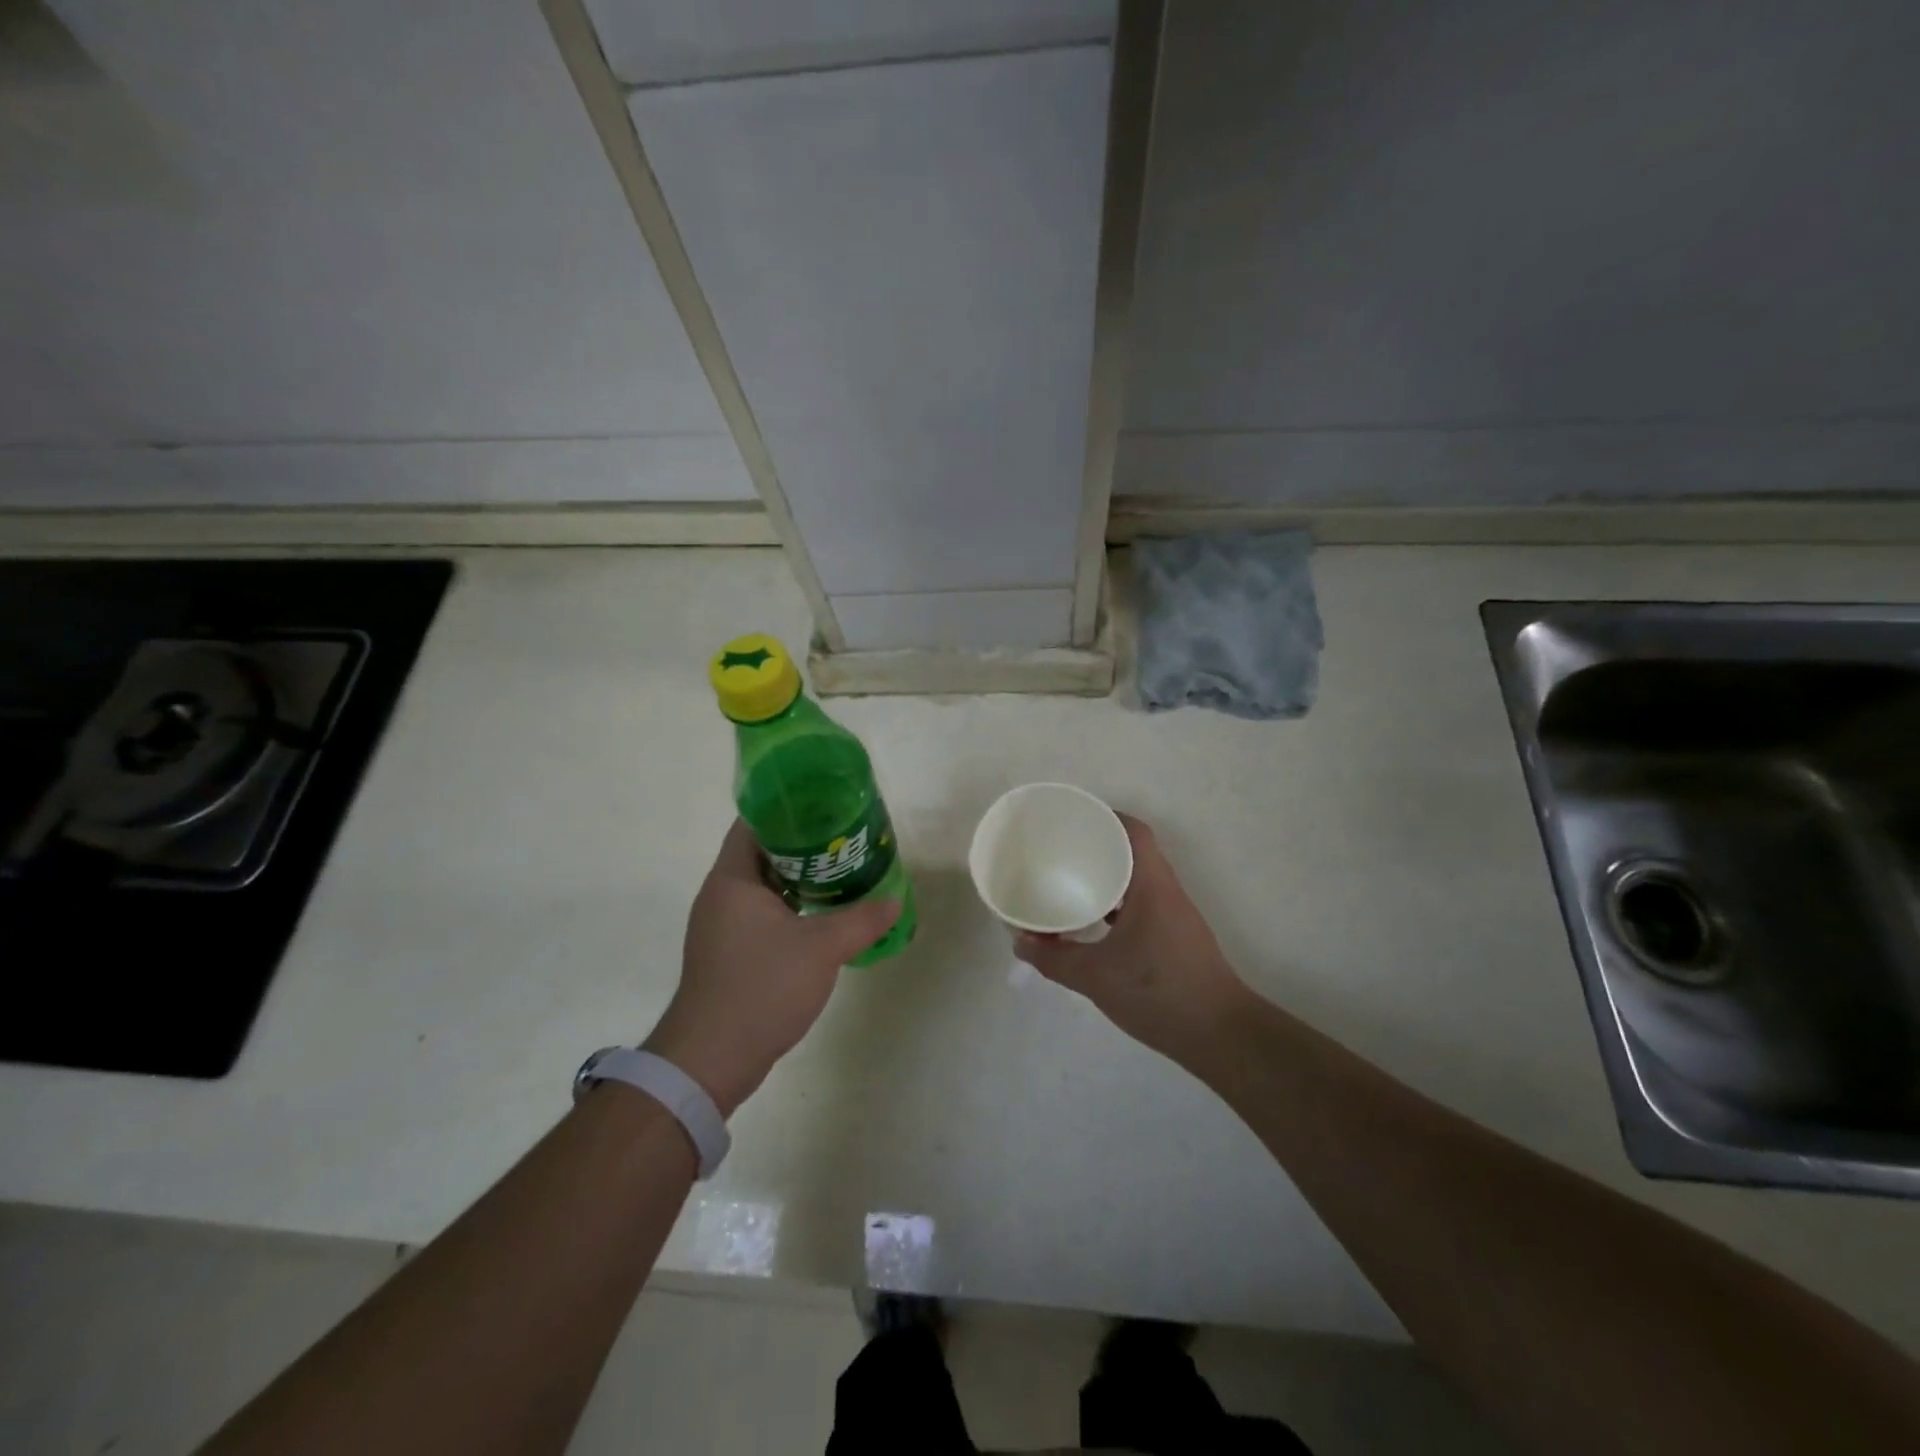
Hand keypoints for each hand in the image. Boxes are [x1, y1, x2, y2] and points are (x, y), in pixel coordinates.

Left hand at [643, 820, 899, 1115]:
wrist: (712, 1058)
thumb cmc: (762, 987)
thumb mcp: (821, 949)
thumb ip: (861, 920)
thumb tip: (895, 901)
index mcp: (733, 879)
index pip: (754, 823)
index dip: (788, 809)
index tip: (825, 805)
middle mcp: (722, 895)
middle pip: (762, 852)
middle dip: (803, 844)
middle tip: (845, 839)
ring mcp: (722, 927)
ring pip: (764, 886)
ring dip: (799, 879)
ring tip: (842, 872)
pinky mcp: (729, 954)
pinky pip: (762, 915)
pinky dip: (790, 907)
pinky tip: (822, 915)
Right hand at [1014, 814, 1245, 1060]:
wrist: (1220, 1036)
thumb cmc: (1159, 993)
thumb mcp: (1096, 977)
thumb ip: (1055, 959)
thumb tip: (1020, 943)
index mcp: (1152, 886)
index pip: (1134, 832)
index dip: (1106, 817)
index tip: (1073, 821)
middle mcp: (1166, 892)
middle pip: (1134, 852)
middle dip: (1098, 846)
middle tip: (1061, 850)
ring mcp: (1174, 915)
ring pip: (1137, 879)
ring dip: (1108, 876)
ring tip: (1070, 880)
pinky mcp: (1174, 937)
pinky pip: (1141, 903)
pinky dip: (1116, 902)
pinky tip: (1093, 921)